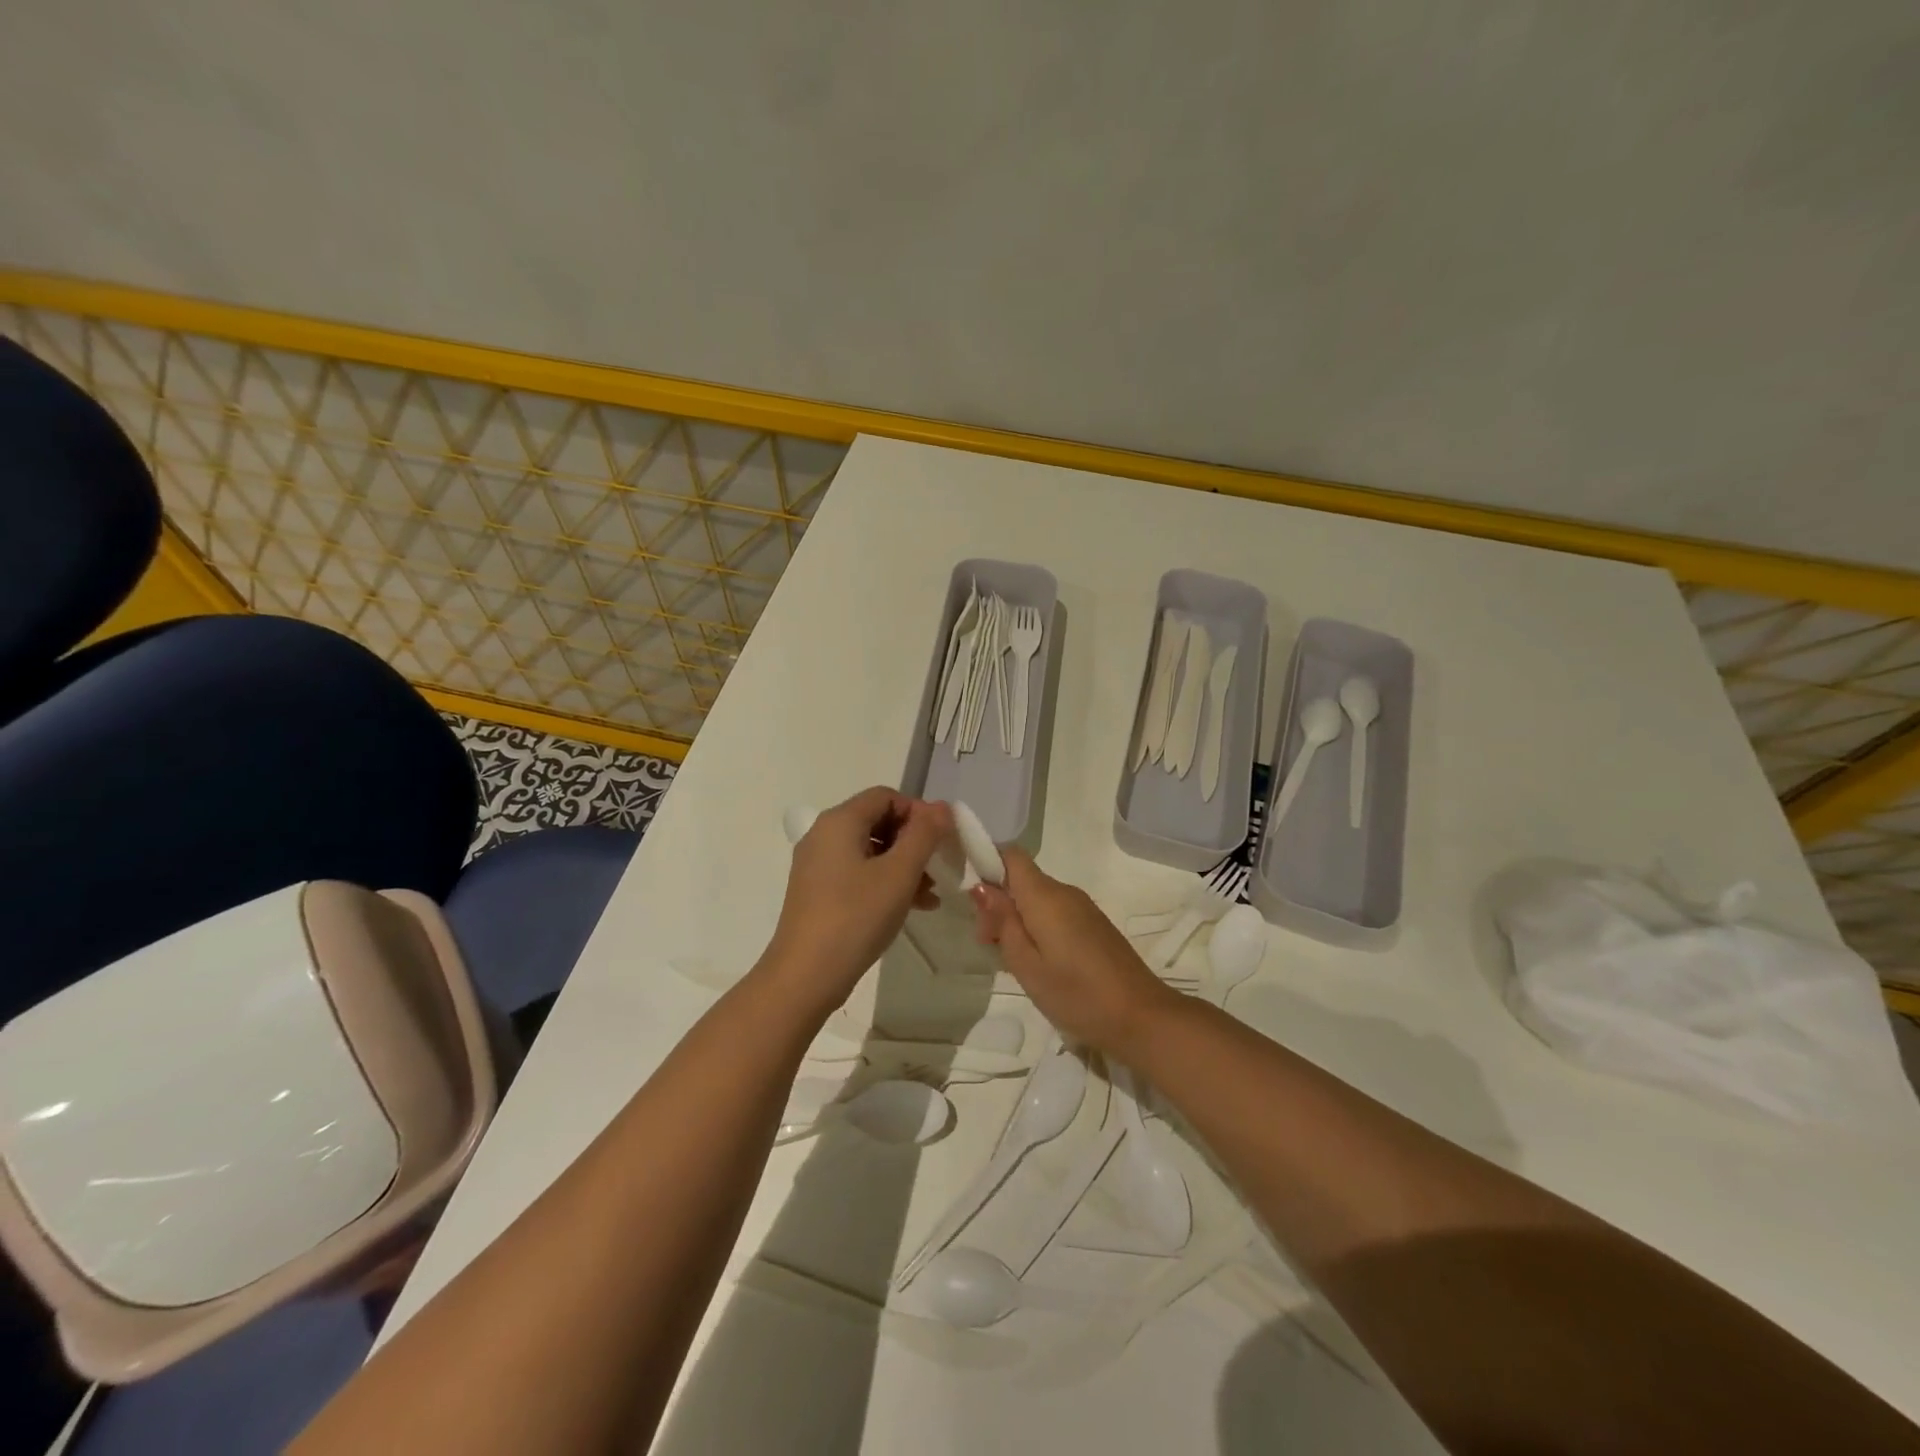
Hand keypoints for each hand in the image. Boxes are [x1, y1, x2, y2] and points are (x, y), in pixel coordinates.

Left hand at [766, 788, 952, 1007]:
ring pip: (870, 851)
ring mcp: (817, 865)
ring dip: (903, 865)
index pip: (886, 796)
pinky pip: (858, 873)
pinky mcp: (817, 892)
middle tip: (938, 868)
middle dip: (913, 842)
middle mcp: (823, 835)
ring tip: (929, 895)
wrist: (805, 976)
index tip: (940, 841)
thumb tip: (942, 807)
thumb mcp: (899, 873)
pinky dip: (884, 882)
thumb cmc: (856, 916)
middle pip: (878, 821)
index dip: (918, 812)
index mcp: (840, 821)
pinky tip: (909, 907)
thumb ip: (924, 835)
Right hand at [971, 847, 1181, 1055]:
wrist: (1141, 1017)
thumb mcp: (1027, 965)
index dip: (986, 863)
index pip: (1010, 854)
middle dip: (998, 903)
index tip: (971, 897)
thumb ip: (1003, 922)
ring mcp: (1083, 908)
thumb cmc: (1077, 994)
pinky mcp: (1093, 925)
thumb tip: (982, 887)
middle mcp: (1064, 892)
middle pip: (1021, 879)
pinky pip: (1055, 913)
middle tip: (988, 946)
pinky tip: (1038, 964)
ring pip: (1037, 899)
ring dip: (1016, 920)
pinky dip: (1037, 928)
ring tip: (1011, 962)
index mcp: (1045, 896)